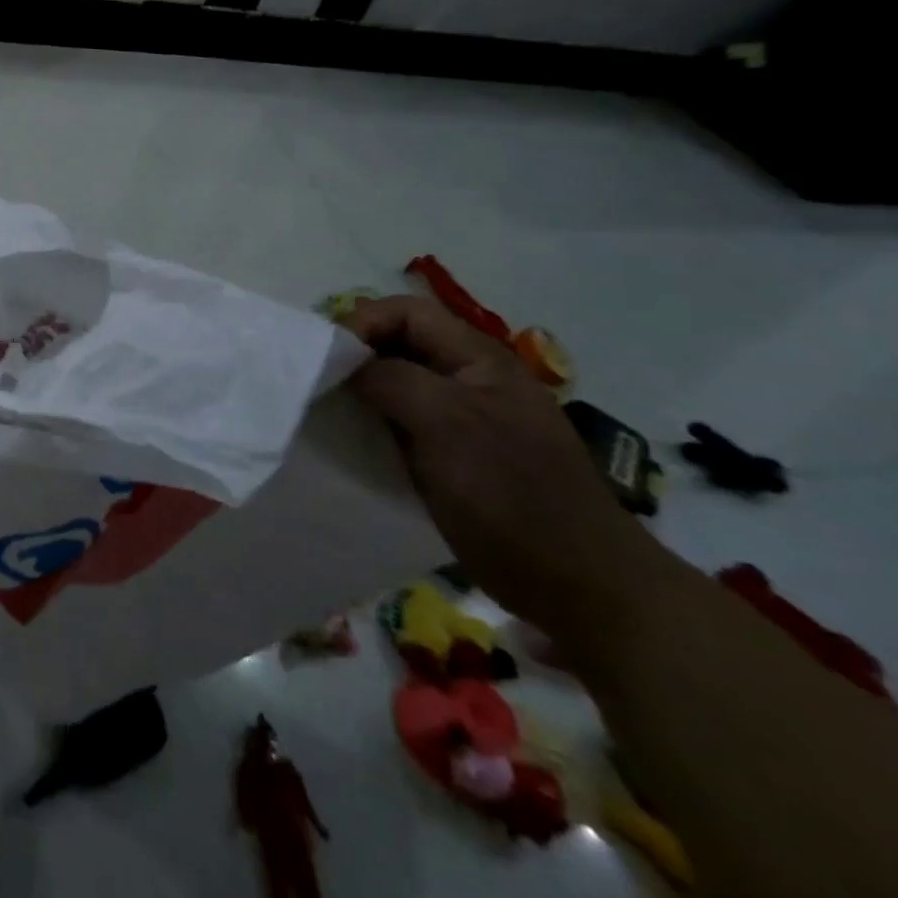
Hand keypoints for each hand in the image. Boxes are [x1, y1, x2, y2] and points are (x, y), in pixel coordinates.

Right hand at [342, 296, 660, 635]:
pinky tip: (350, 443)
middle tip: (318, 385)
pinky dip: (370, 425)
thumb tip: (344, 365)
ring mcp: (460, 419)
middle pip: (397, 344)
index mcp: (477, 359)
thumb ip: (391, 379)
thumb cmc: (512, 494)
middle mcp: (467, 380)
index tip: (327, 359)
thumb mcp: (447, 422)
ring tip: (326, 413)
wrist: (578, 585)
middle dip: (355, 357)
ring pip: (394, 384)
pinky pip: (398, 423)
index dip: (362, 323)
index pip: (405, 312)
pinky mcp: (449, 456)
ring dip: (359, 393)